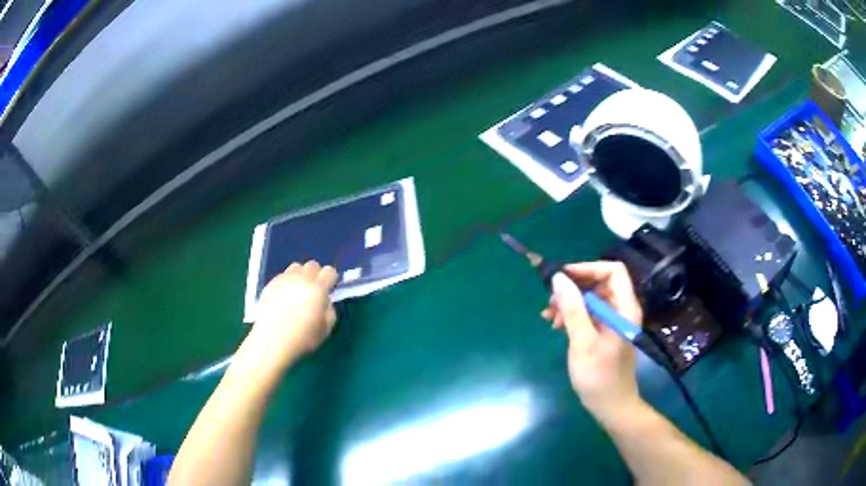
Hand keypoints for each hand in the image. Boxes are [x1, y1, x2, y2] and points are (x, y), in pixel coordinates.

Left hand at [239, 261, 338, 376]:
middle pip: (313, 264)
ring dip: (301, 275)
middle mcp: (301, 279)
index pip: (329, 271)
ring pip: (296, 267)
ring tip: (298, 291)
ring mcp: (284, 279)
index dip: (332, 279)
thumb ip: (330, 311)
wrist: (271, 341)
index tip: (329, 289)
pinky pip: (283, 276)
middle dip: (317, 275)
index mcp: (317, 289)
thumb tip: (325, 301)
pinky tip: (284, 298)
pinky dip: (287, 282)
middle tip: (314, 291)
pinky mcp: (271, 284)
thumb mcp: (326, 329)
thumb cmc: (302, 339)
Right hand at [541, 262, 644, 423]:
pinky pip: (588, 314)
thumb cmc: (599, 375)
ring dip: (569, 303)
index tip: (563, 277)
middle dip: (573, 288)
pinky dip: (572, 316)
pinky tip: (556, 326)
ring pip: (591, 298)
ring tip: (549, 317)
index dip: (588, 268)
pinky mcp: (604, 332)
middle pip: (599, 283)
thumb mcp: (583, 342)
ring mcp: (613, 321)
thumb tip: (558, 278)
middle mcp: (621, 309)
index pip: (613, 271)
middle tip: (550, 301)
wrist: (610, 405)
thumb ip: (573, 308)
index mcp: (624, 308)